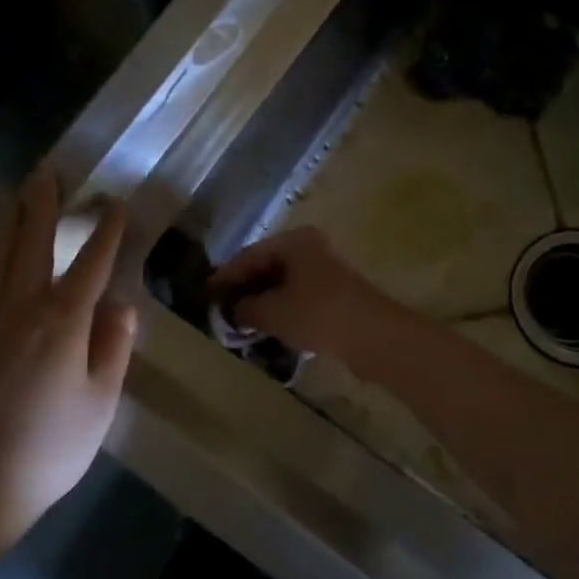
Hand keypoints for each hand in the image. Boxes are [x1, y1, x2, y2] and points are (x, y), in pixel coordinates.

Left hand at [0, 166, 136, 543]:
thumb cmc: (54, 446)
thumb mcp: (102, 400)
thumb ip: (113, 347)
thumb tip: (121, 306)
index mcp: (63, 322)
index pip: (91, 264)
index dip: (106, 231)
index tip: (116, 202)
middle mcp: (21, 311)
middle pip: (33, 246)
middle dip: (42, 206)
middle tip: (47, 170)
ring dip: (2, 224)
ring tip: (6, 194)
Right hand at [208, 226, 397, 362]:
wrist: (374, 337)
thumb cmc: (318, 314)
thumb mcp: (272, 312)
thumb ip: (245, 308)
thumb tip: (232, 311)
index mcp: (295, 241)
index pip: (249, 255)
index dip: (225, 276)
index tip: (204, 294)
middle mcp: (310, 249)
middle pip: (267, 267)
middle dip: (243, 289)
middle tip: (219, 310)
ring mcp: (325, 271)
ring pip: (283, 284)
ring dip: (262, 302)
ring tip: (238, 323)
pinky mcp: (335, 295)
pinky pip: (298, 298)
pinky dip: (281, 311)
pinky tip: (267, 329)